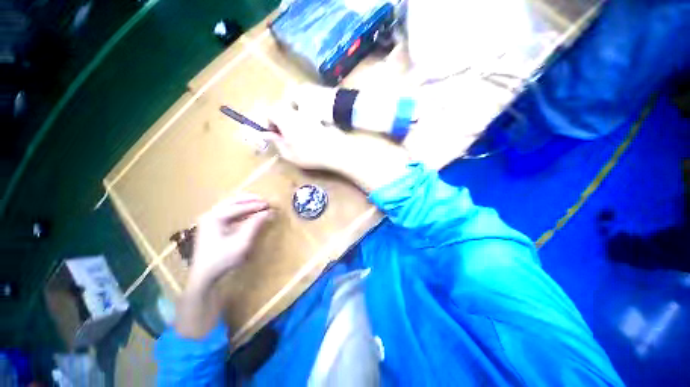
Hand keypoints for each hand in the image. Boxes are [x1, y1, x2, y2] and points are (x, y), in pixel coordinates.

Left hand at [189, 194, 271, 286]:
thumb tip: (268, 212)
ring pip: (229, 205)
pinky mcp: (211, 226)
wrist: (204, 276)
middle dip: (248, 199)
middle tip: (263, 200)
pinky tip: (249, 213)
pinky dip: (239, 210)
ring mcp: (209, 220)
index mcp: (214, 218)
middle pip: (231, 201)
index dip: (254, 205)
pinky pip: (227, 212)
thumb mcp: (242, 242)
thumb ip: (254, 225)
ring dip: (244, 203)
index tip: (268, 205)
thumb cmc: (223, 259)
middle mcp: (210, 215)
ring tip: (258, 203)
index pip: (238, 207)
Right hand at [265, 104, 351, 170]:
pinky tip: (310, 135)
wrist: (337, 151)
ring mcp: (310, 112)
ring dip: (291, 121)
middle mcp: (297, 111)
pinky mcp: (320, 116)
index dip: (269, 122)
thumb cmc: (311, 155)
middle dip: (279, 120)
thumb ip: (277, 143)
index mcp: (285, 119)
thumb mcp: (290, 155)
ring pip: (295, 111)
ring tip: (297, 136)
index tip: (273, 134)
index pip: (270, 111)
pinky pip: (307, 115)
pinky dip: (304, 122)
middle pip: (282, 109)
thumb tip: (269, 136)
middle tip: (284, 136)